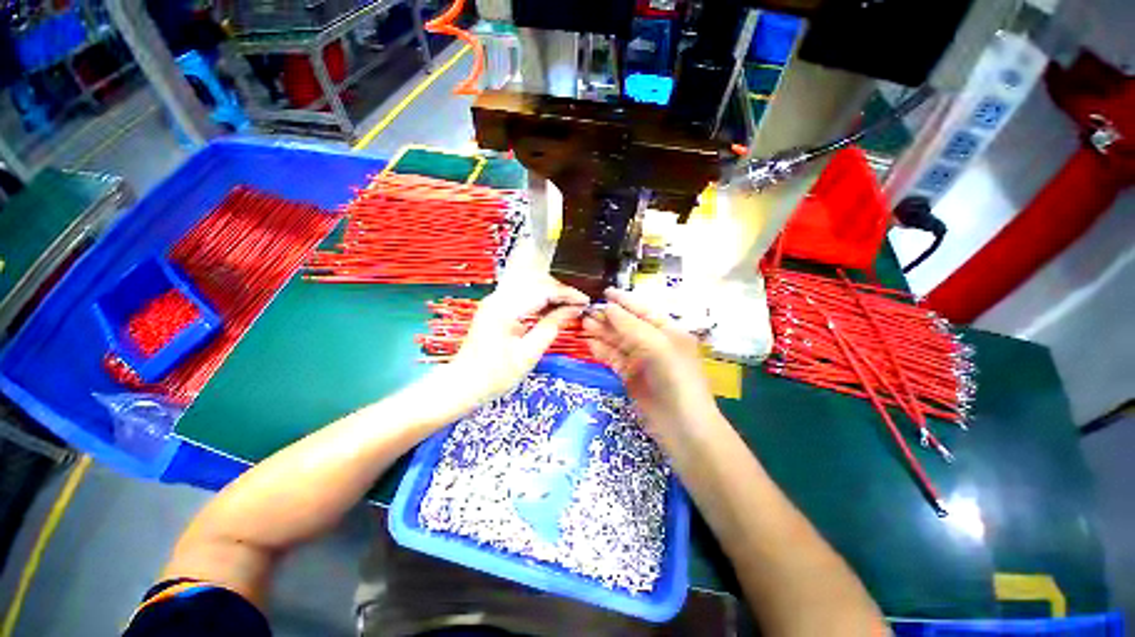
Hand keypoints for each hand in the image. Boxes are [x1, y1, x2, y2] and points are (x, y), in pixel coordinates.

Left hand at [447, 276, 587, 402]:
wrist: (463, 385)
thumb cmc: (495, 376)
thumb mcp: (529, 353)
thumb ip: (552, 327)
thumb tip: (573, 310)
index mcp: (505, 308)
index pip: (543, 289)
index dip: (567, 294)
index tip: (585, 301)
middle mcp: (498, 298)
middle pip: (536, 283)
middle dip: (560, 291)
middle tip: (579, 305)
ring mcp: (495, 301)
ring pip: (530, 287)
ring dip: (551, 295)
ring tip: (569, 307)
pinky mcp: (495, 308)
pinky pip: (523, 297)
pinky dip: (540, 301)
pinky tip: (551, 311)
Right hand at [582, 288, 720, 451]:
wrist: (682, 427)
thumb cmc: (675, 379)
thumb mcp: (657, 346)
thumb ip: (631, 326)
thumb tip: (609, 307)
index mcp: (668, 331)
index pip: (643, 310)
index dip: (624, 300)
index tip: (605, 292)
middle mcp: (655, 343)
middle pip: (627, 325)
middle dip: (608, 317)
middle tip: (586, 310)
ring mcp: (642, 361)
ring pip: (618, 342)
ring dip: (602, 332)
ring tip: (583, 323)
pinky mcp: (630, 377)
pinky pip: (614, 359)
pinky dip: (602, 350)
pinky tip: (589, 343)